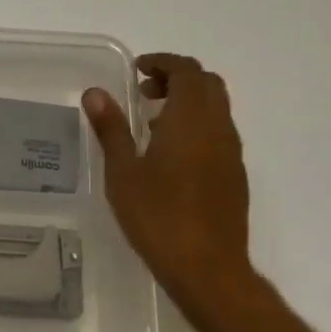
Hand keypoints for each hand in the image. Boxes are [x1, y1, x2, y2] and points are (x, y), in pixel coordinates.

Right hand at [82, 53, 256, 305]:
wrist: (208, 269)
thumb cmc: (158, 217)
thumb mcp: (123, 172)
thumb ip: (111, 129)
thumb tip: (95, 93)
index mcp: (190, 120)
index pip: (186, 71)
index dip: (163, 62)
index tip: (137, 70)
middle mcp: (218, 128)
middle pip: (207, 84)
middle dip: (177, 78)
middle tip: (145, 91)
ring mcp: (231, 153)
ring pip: (216, 108)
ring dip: (188, 102)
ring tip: (152, 123)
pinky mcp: (235, 175)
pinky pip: (219, 133)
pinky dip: (197, 125)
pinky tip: (171, 156)